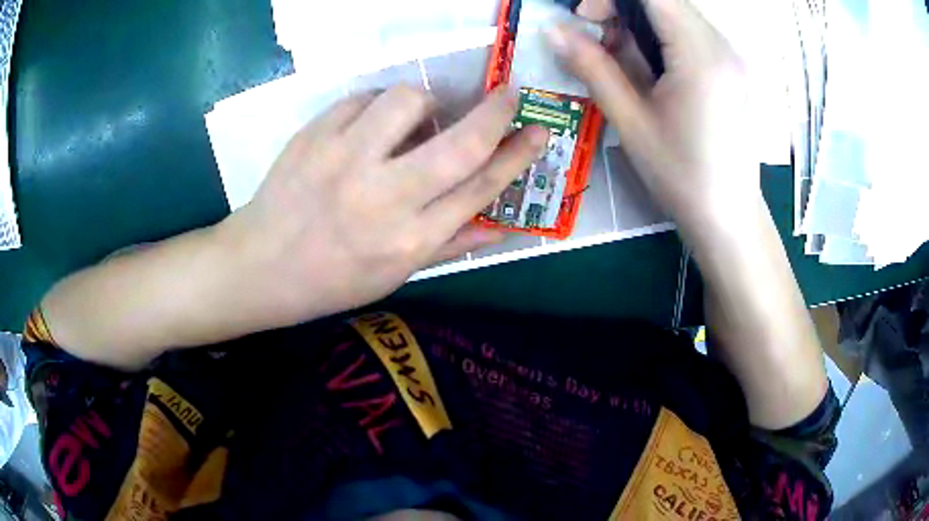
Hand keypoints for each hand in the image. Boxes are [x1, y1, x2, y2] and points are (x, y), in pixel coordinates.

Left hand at [219, 86, 548, 325]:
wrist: (261, 266)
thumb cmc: (332, 279)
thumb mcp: (396, 276)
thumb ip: (450, 245)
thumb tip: (503, 226)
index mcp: (409, 241)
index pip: (481, 189)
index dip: (518, 156)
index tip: (539, 131)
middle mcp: (384, 198)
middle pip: (460, 143)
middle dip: (496, 112)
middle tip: (509, 93)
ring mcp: (345, 161)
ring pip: (408, 101)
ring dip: (425, 101)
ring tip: (414, 118)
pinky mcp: (314, 136)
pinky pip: (361, 99)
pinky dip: (374, 106)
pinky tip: (367, 127)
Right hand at [547, 0, 754, 226]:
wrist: (728, 217)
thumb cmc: (681, 176)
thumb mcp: (631, 121)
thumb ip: (592, 66)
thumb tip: (552, 29)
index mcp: (699, 55)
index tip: (586, 18)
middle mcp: (722, 45)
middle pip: (666, 0)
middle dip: (623, 7)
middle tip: (599, 40)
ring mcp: (730, 56)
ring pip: (677, 13)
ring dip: (641, 22)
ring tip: (623, 58)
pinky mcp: (731, 68)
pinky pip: (691, 32)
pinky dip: (661, 36)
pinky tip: (650, 68)